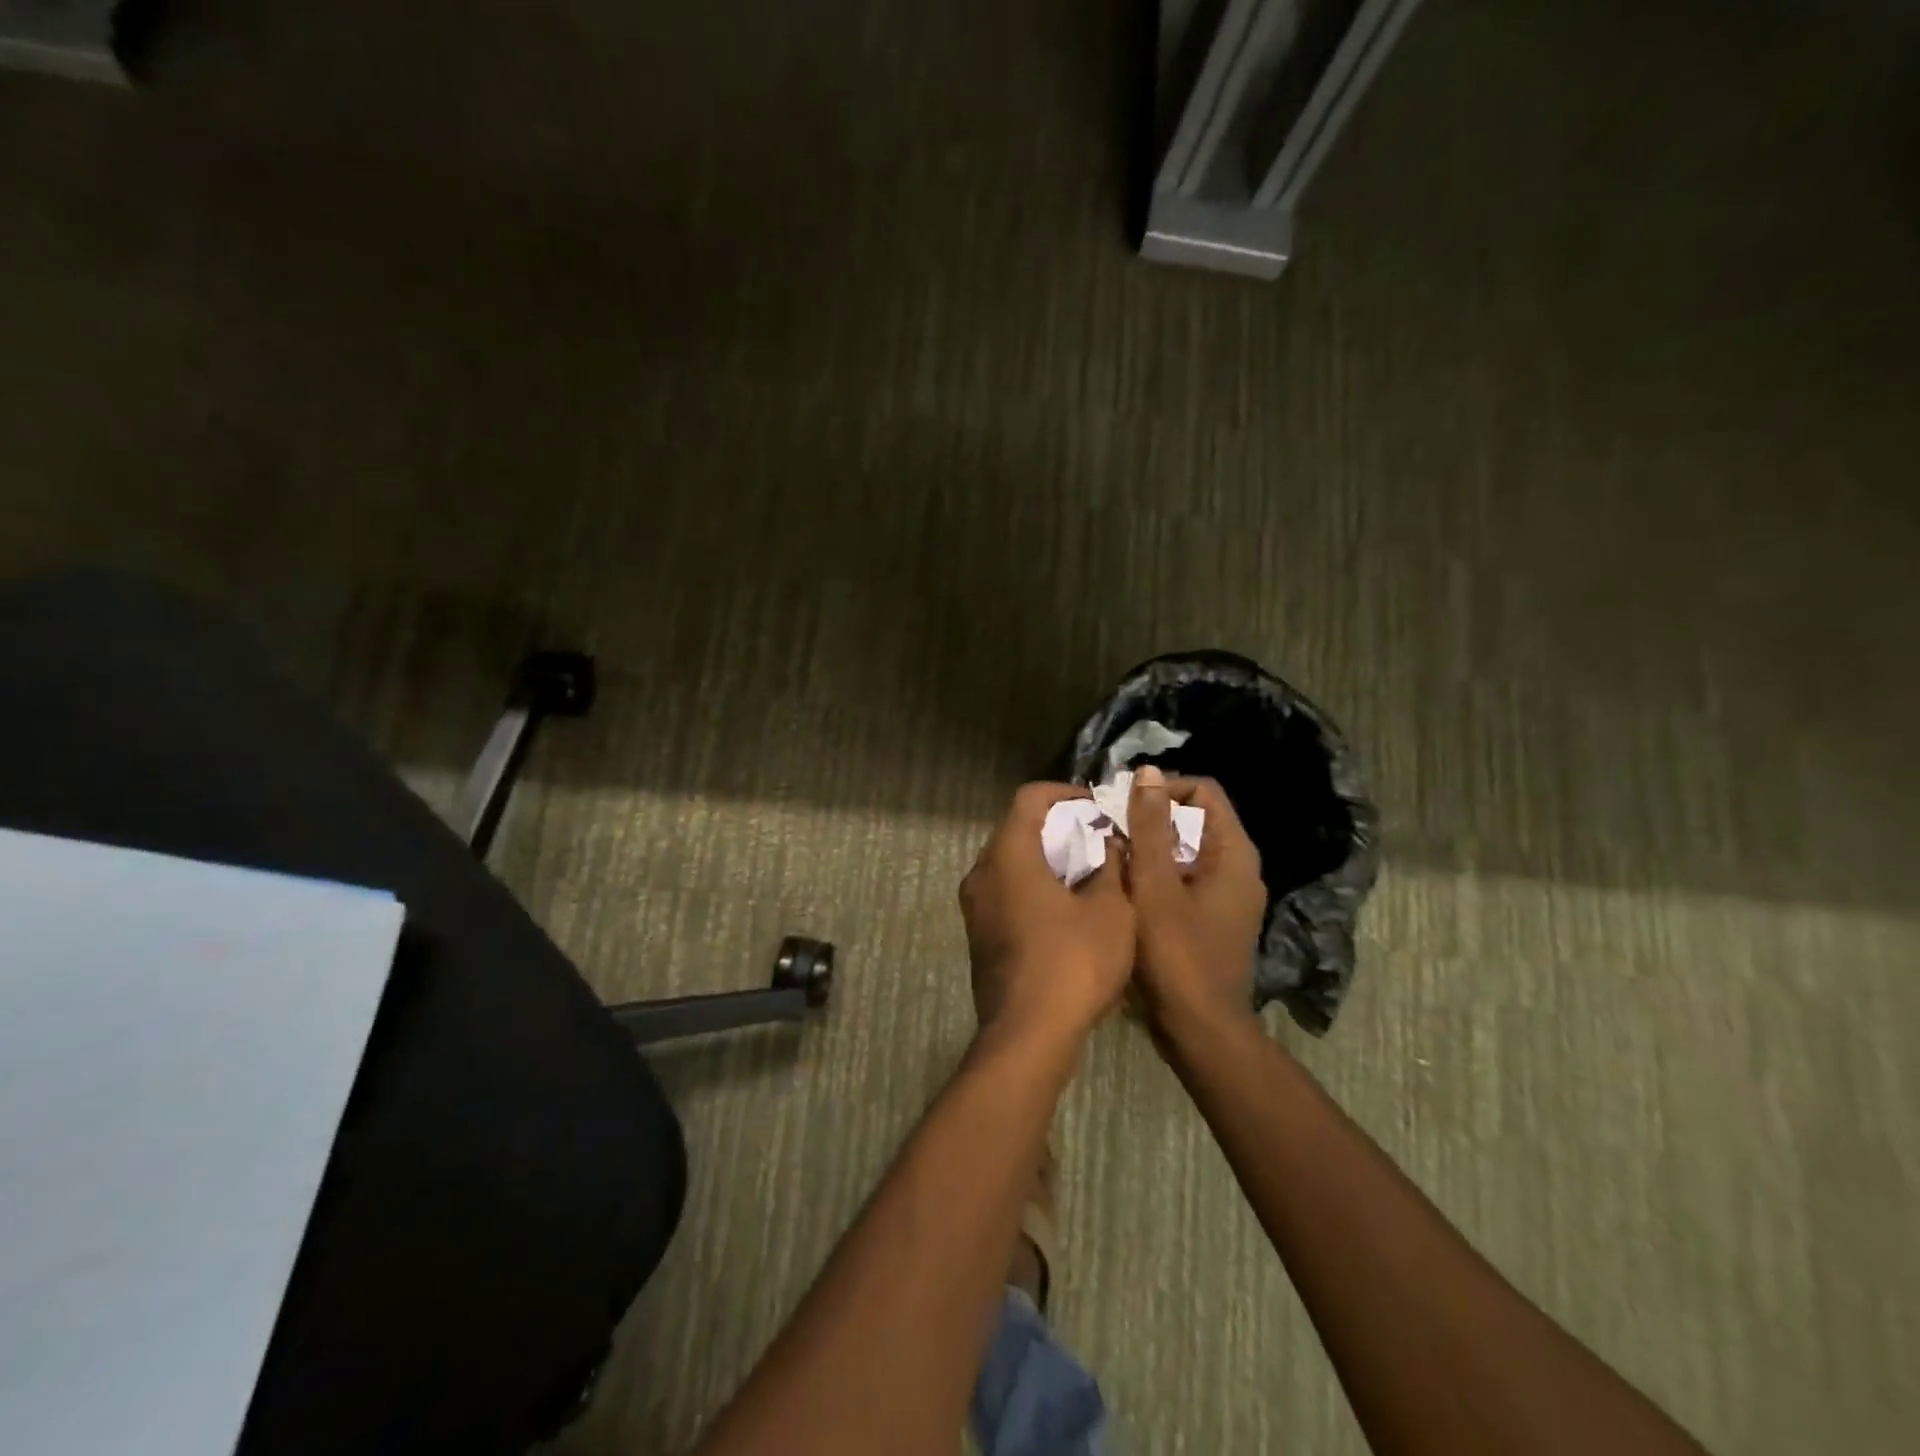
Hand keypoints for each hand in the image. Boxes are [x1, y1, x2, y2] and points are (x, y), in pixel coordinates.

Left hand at [960, 783, 1135, 1044]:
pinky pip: (1005, 892)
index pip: (1029, 798)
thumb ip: (1112, 866)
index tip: (1096, 807)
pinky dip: (1033, 886)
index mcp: (1008, 854)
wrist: (1028, 1035)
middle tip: (1097, 838)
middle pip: (1016, 828)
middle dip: (1058, 827)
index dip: (1065, 793)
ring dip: (1046, 859)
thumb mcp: (1111, 910)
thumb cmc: (1073, 962)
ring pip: (1010, 862)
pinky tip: (1066, 908)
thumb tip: (1110, 844)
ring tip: (1087, 872)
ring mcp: (975, 906)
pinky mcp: (979, 934)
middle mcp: (981, 872)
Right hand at [1125, 767, 1266, 1038]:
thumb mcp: (1155, 885)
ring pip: (1184, 850)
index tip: (1123, 806)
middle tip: (1109, 830)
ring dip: (1148, 847)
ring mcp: (1225, 896)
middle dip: (1150, 819)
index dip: (1163, 790)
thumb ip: (1150, 827)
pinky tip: (1123, 887)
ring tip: (1110, 856)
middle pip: (1193, 819)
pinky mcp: (1210, 918)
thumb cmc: (1176, 955)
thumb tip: (1147, 772)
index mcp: (1233, 854)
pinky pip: (1182, 878)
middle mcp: (1237, 868)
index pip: (1203, 792)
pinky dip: (1155, 874)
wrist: (1199, 1030)